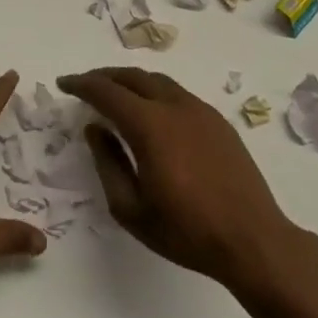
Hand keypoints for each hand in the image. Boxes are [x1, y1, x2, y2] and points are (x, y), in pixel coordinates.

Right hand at [58, 67, 312, 292]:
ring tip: (115, 92)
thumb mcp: (131, 208)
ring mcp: (201, 112)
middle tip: (85, 84)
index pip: (107, 92)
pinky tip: (151, 111)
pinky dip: (155, 92)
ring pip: (159, 81)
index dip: (82, 84)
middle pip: (133, 77)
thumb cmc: (186, 231)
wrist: (253, 241)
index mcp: (150, 126)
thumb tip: (95, 129)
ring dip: (131, 81)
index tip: (64, 84)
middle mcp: (176, 107)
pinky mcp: (219, 122)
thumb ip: (107, 163)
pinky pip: (178, 94)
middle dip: (105, 76)